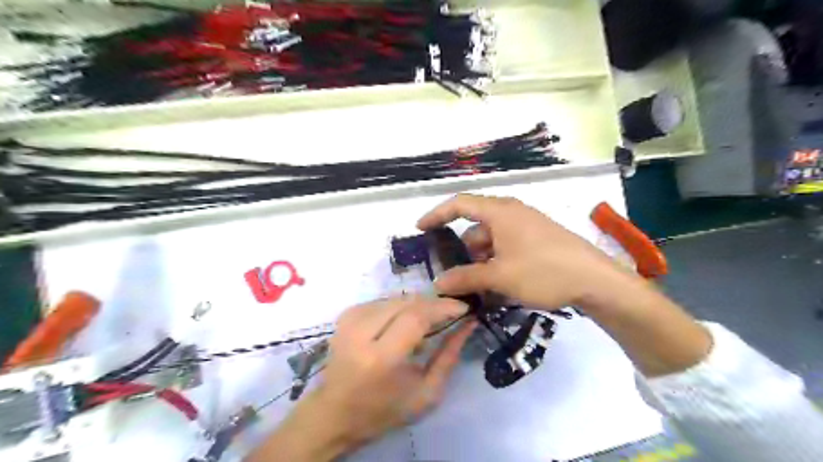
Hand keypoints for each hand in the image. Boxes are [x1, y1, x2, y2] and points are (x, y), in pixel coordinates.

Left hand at [254, 297, 480, 461]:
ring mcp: (350, 320)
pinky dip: (400, 307)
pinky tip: (405, 321)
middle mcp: (361, 332)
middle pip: (407, 302)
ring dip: (418, 304)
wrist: (334, 412)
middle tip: (451, 311)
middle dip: (433, 303)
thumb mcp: (425, 393)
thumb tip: (468, 324)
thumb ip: (449, 356)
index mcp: (381, 358)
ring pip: (396, 298)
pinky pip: (383, 301)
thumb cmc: (383, 410)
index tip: (464, 307)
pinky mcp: (346, 315)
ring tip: (430, 320)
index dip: (443, 307)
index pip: (416, 317)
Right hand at [421, 193, 711, 376]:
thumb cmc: (544, 271)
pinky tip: (499, 287)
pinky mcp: (538, 241)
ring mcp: (527, 227)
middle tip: (456, 277)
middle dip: (463, 252)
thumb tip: (438, 284)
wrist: (597, 281)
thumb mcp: (500, 277)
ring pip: (492, 242)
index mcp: (500, 212)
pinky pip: (508, 248)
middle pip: (476, 228)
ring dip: (481, 263)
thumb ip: (466, 279)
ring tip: (480, 290)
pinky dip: (497, 264)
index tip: (420, 229)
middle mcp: (512, 213)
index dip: (437, 214)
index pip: (459, 204)